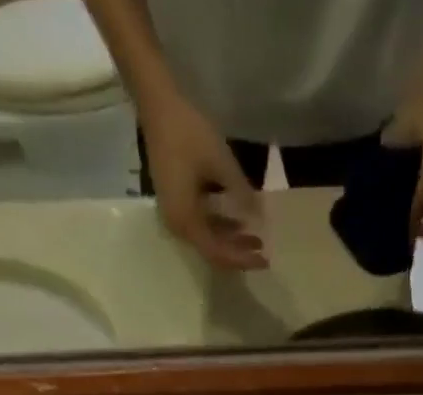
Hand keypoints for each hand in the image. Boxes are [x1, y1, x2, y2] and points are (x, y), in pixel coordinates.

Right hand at [143, 90, 266, 269]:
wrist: (157, 105)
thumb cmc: (188, 132)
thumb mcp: (221, 163)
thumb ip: (241, 192)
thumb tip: (259, 216)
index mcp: (186, 221)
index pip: (218, 253)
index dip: (242, 259)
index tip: (265, 260)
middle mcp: (178, 226)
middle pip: (212, 252)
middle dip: (238, 254)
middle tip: (263, 252)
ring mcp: (175, 215)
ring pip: (208, 240)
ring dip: (231, 241)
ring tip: (255, 238)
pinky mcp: (176, 204)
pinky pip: (201, 226)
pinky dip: (220, 227)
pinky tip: (238, 222)